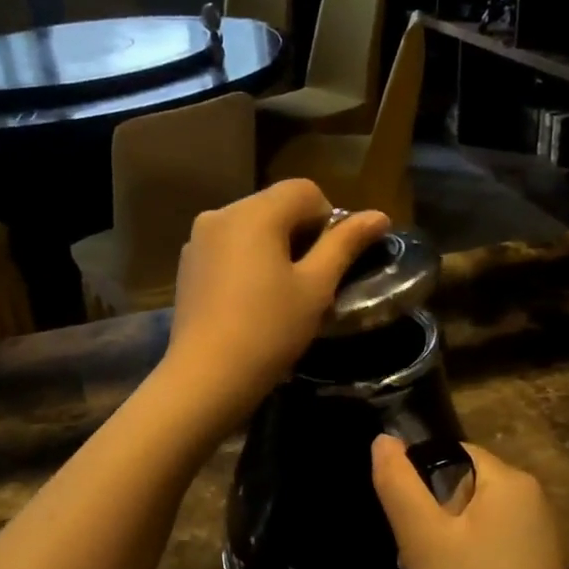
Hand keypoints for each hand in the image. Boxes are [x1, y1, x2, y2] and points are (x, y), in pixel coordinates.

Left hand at [161, 180, 388, 431]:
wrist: (206, 376)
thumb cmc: (269, 329)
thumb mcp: (316, 287)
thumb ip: (345, 244)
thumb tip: (380, 215)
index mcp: (255, 212)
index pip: (305, 191)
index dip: (329, 219)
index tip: (331, 261)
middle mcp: (221, 214)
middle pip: (275, 205)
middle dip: (300, 232)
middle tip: (311, 280)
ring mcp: (198, 239)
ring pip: (250, 226)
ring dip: (273, 246)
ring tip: (281, 291)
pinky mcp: (187, 264)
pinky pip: (228, 247)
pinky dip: (247, 259)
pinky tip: (251, 299)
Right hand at [372, 437, 568, 568]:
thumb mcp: (423, 540)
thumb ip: (398, 484)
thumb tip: (384, 439)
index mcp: (510, 482)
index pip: (450, 455)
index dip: (417, 485)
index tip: (404, 529)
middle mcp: (530, 503)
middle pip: (456, 496)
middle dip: (425, 533)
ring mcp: (535, 541)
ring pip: (464, 533)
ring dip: (436, 563)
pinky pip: (484, 558)